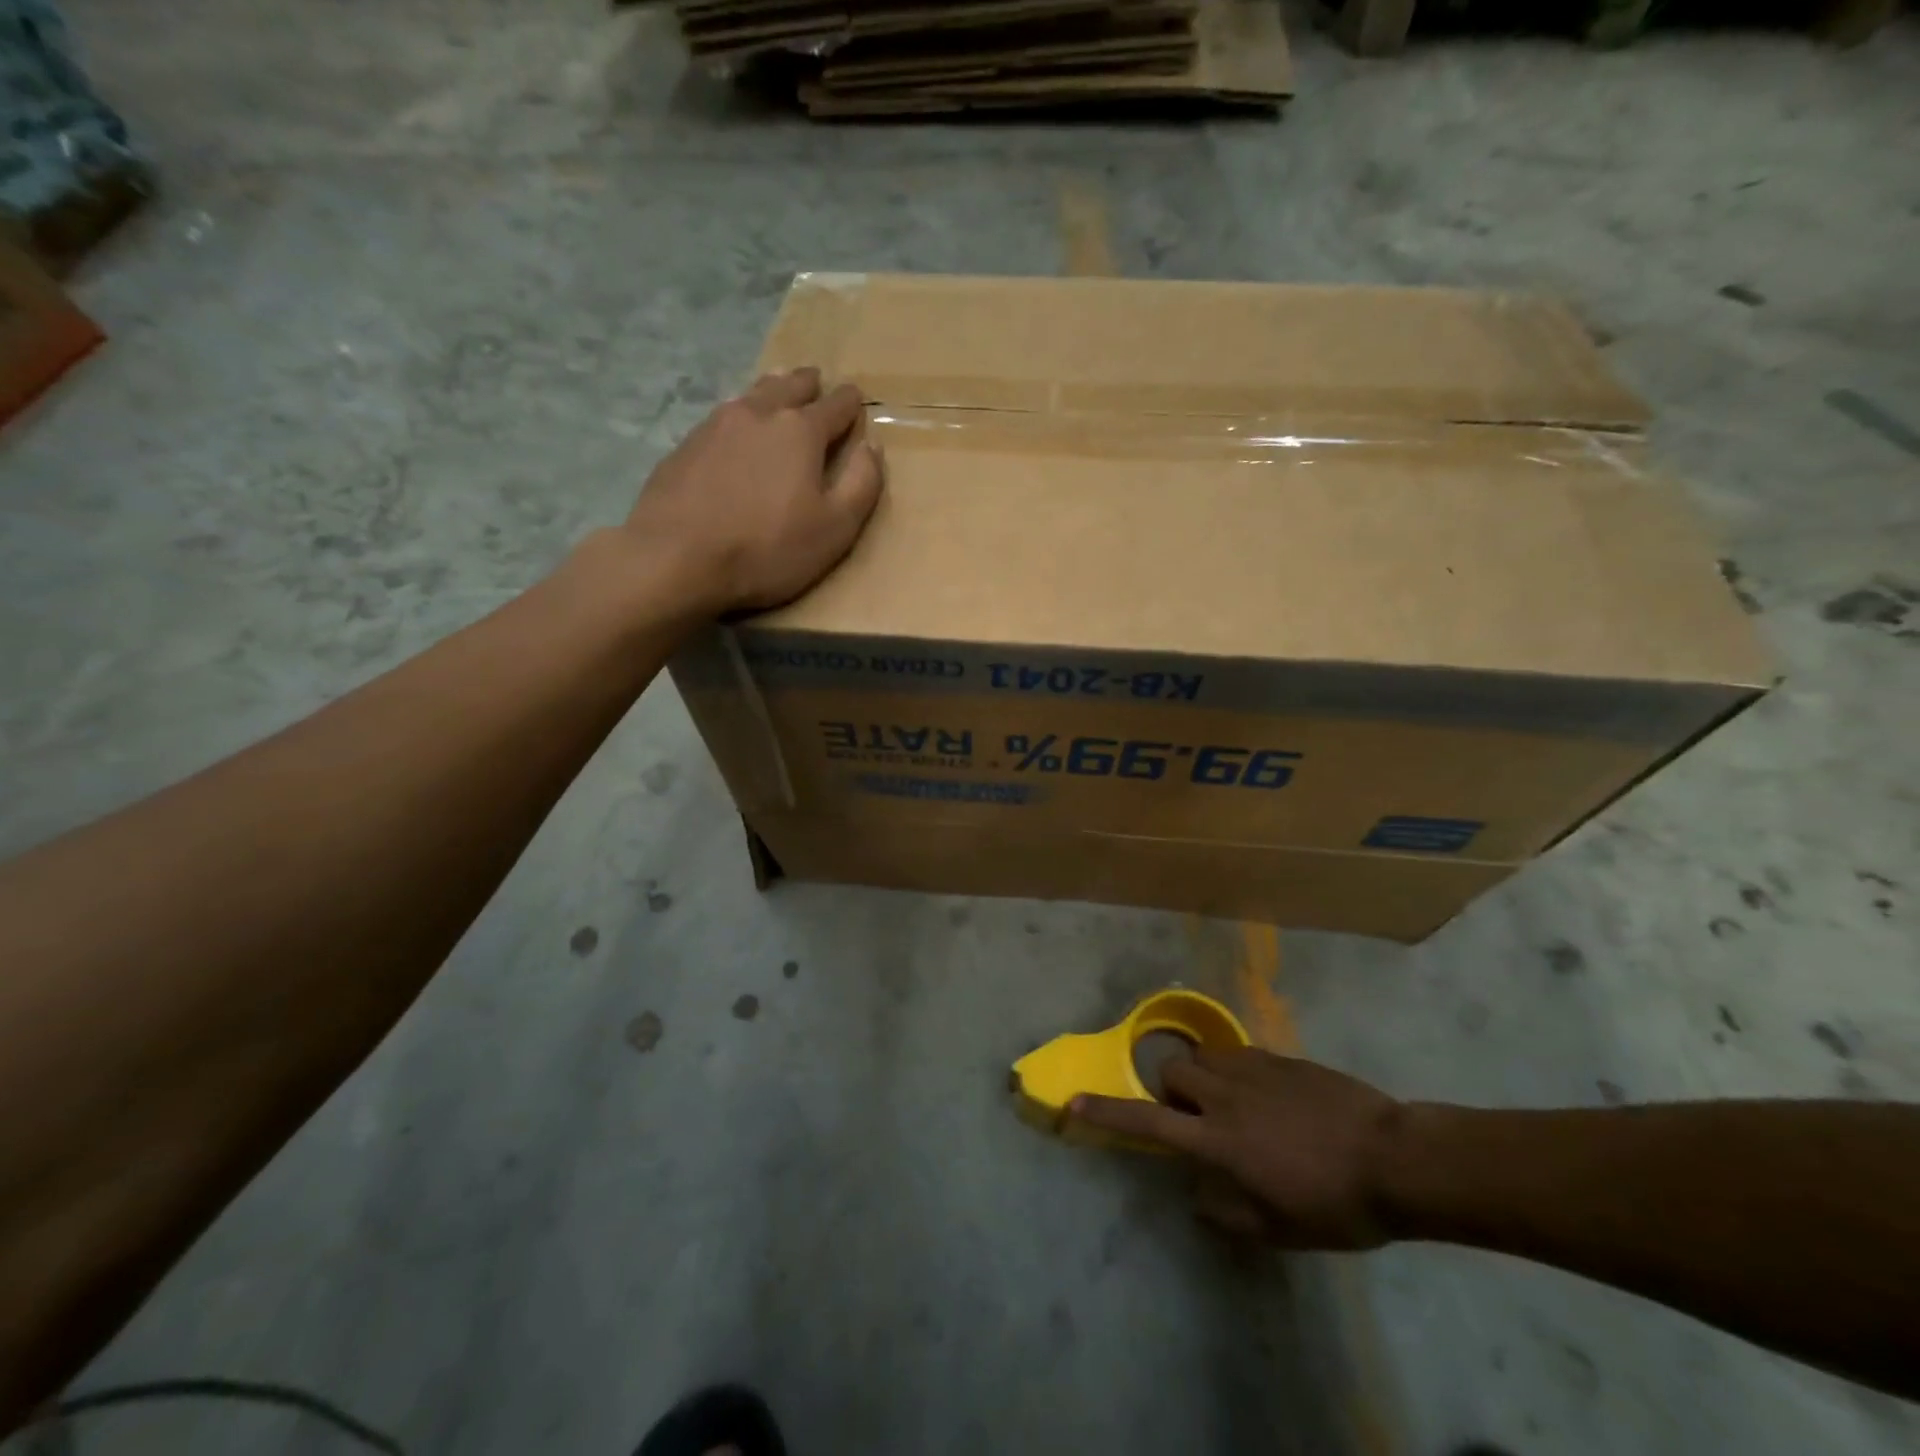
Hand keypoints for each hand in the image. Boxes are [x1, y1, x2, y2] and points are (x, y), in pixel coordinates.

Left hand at [626, 367, 884, 615]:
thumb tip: (872, 446)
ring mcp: (715, 425)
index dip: (850, 402)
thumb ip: (862, 484)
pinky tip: (737, 432)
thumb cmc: (767, 548)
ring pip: (752, 395)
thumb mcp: (835, 528)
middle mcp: (759, 413)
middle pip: (789, 386)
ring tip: (777, 392)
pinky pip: (722, 418)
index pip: (836, 405)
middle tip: (816, 381)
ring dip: (771, 391)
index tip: (856, 399)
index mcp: (801, 431)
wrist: (676, 558)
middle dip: (808, 384)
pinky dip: (740, 417)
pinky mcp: (685, 446)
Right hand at [1071, 1048, 1405, 1249]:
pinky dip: (1238, 1072)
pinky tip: (1270, 1096)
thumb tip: (1198, 1195)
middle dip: (1172, 1090)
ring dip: (1205, 1078)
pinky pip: (1239, 1054)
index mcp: (1219, 1140)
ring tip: (1234, 1104)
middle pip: (1171, 1070)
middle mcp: (1225, 1095)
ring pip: (1204, 1056)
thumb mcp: (1280, 1228)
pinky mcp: (1280, 1057)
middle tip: (1199, 1119)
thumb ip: (1228, 1212)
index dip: (1106, 1113)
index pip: (1148, 1122)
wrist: (1396, 1158)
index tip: (1072, 1103)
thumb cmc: (1335, 1203)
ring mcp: (1253, 1069)